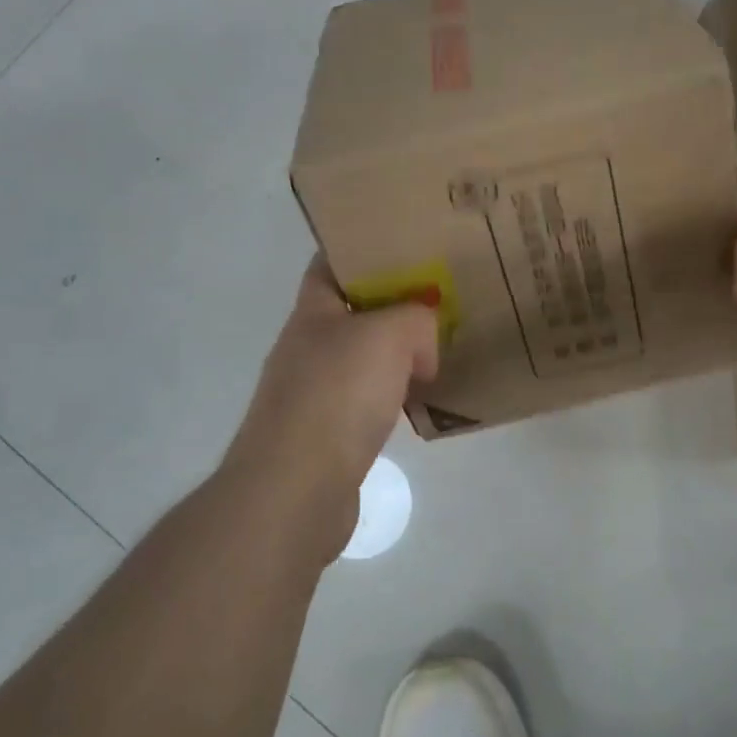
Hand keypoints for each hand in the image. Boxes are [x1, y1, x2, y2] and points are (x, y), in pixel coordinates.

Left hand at [224, 259, 438, 557]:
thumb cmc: (338, 395)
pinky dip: (394, 396)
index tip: (407, 246)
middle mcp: (308, 348)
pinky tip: (421, 403)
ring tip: (439, 350)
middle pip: (354, 312)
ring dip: (397, 355)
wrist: (296, 490)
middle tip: (439, 299)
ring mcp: (314, 393)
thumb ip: (416, 319)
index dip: (364, 249)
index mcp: (312, 313)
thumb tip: (423, 345)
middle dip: (394, 305)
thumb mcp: (390, 335)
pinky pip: (368, 401)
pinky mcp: (327, 435)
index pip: (331, 264)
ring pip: (364, 359)